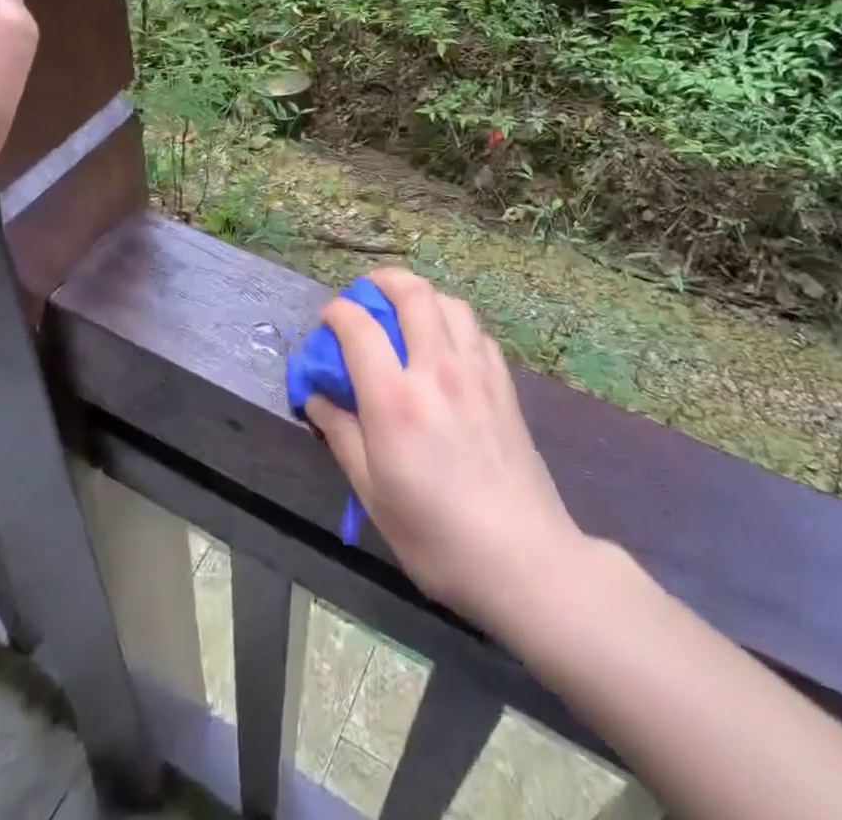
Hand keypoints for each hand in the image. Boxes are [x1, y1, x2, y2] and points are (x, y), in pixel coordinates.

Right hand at [305, 268, 590, 632]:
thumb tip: (316, 397)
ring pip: (450, 303)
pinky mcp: (504, 385)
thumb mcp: (373, 494)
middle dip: (384, 280)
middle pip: (413, 294)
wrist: (524, 560)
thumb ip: (341, 435)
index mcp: (395, 400)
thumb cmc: (436, 536)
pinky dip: (454, 323)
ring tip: (406, 312)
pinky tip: (446, 346)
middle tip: (367, 292)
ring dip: (423, 296)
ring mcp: (477, 373)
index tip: (328, 320)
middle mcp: (437, 370)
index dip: (337, 312)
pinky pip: (477, 332)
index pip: (359, 327)